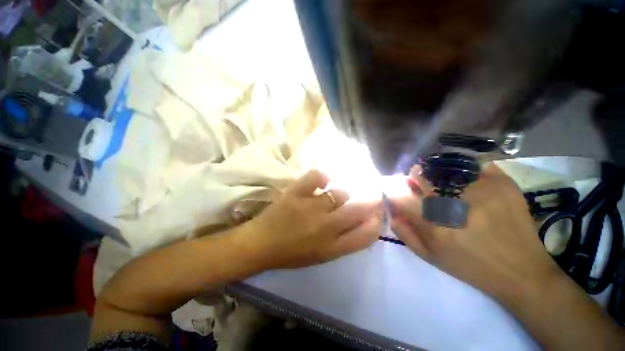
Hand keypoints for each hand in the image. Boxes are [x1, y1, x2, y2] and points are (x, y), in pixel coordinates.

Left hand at [236, 170, 382, 269]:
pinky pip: (316, 177)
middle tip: (373, 195)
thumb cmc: (291, 253)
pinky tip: (320, 182)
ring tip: (331, 196)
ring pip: (339, 193)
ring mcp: (311, 207)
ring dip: (340, 194)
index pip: (365, 235)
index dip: (376, 223)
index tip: (377, 214)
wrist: (260, 244)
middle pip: (358, 210)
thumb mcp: (321, 254)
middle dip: (371, 201)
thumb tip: (361, 222)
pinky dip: (321, 177)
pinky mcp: (296, 193)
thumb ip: (343, 240)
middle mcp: (326, 226)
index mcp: (332, 247)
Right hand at [389, 164, 561, 297]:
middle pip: (421, 177)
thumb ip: (405, 234)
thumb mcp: (431, 257)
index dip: (395, 192)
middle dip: (414, 176)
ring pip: (444, 168)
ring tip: (439, 177)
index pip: (401, 197)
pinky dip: (463, 166)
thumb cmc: (470, 266)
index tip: (398, 192)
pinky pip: (474, 164)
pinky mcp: (502, 183)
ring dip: (435, 170)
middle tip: (417, 178)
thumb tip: (391, 212)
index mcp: (434, 225)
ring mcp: (480, 190)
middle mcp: (453, 204)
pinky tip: (463, 174)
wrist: (521, 272)